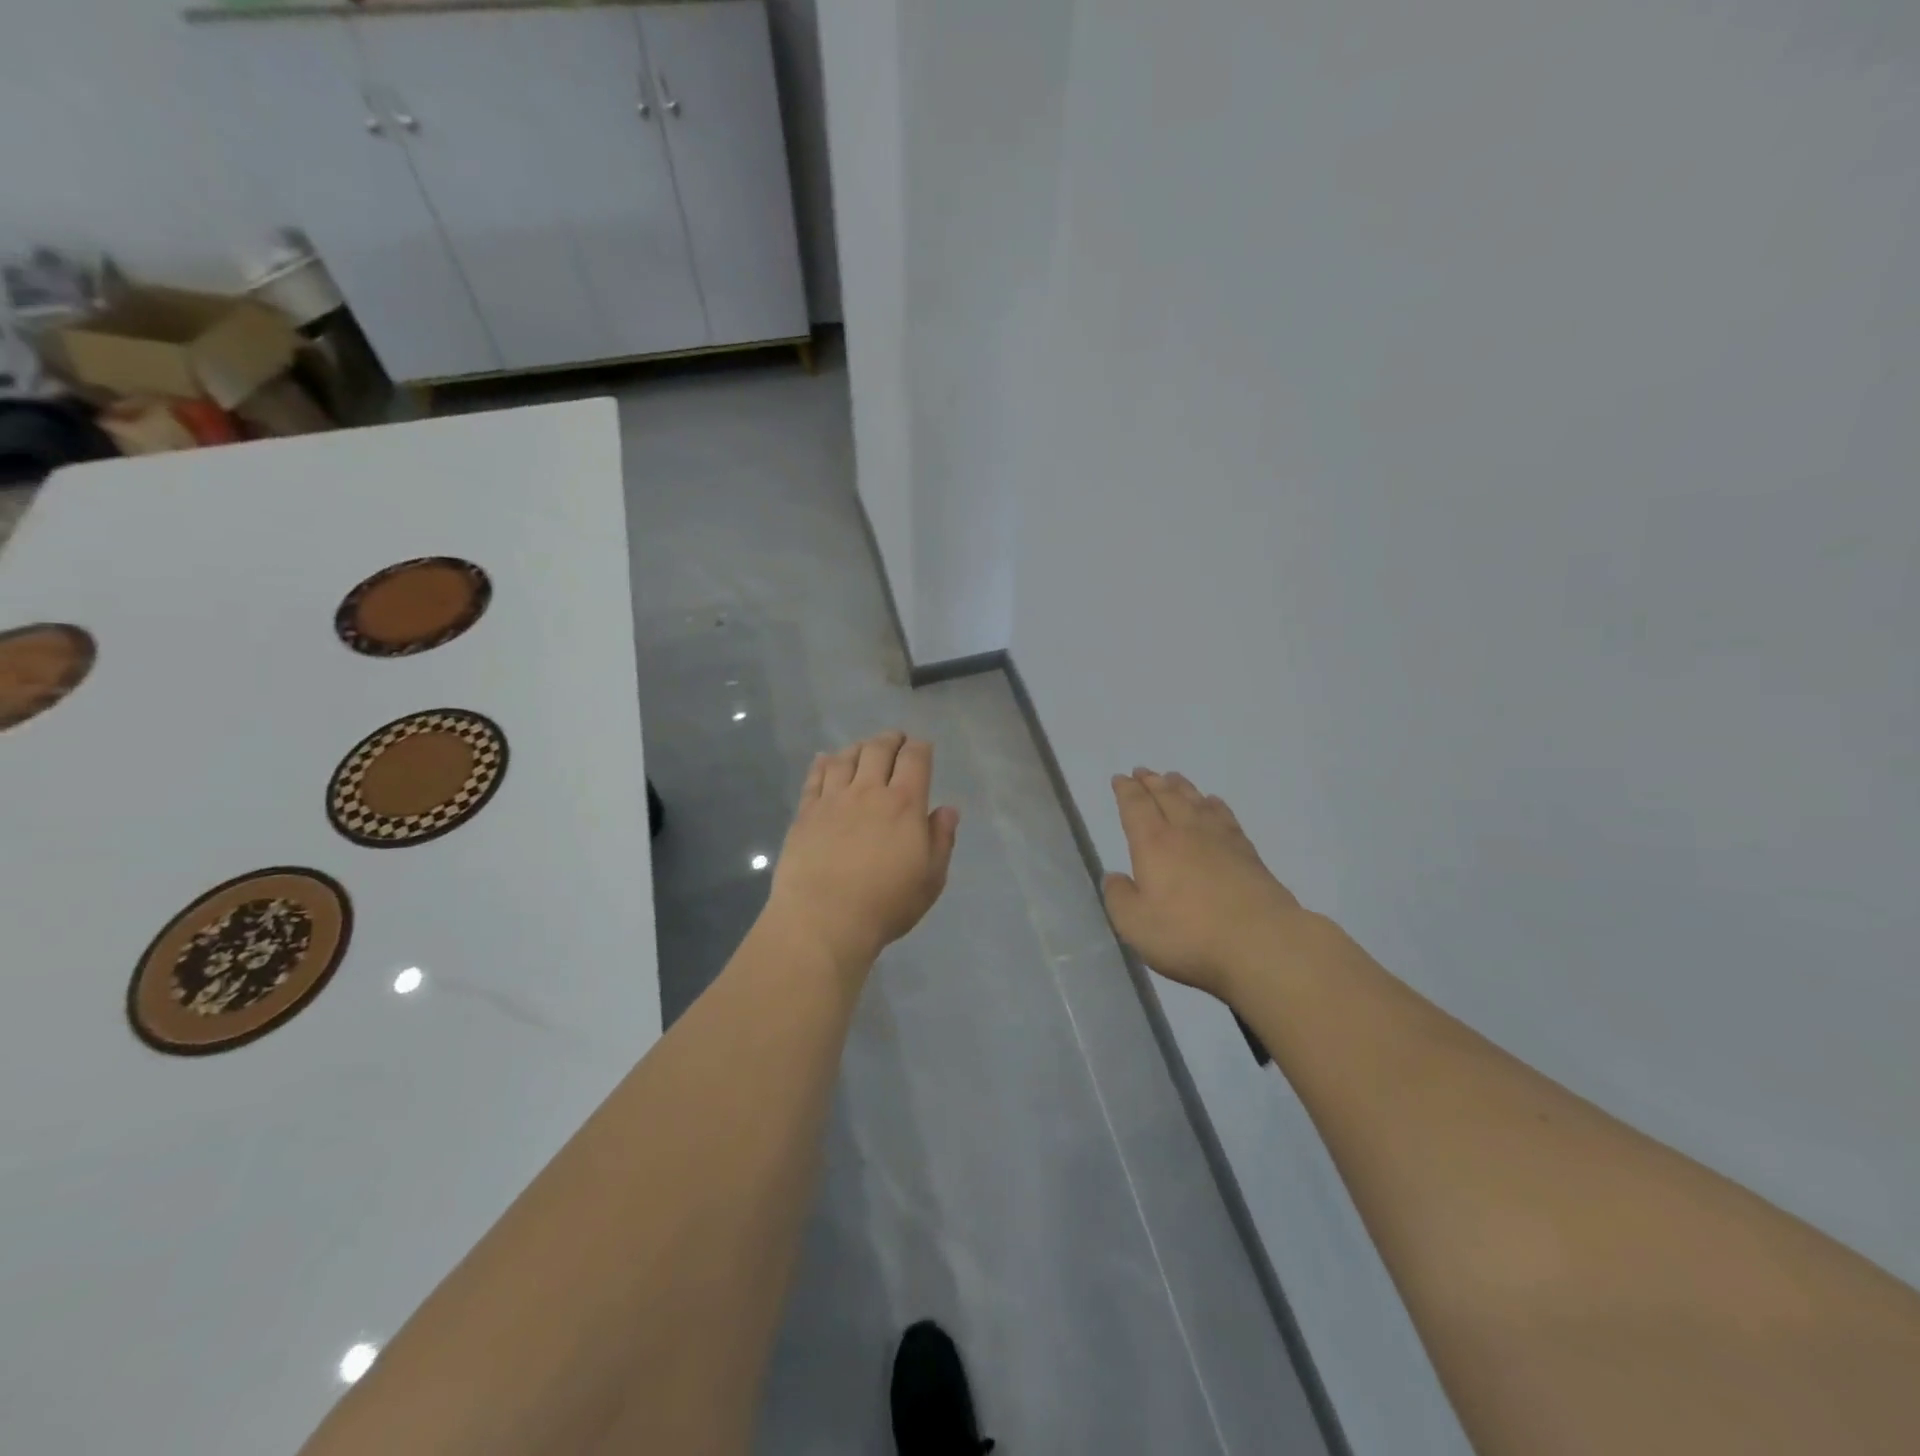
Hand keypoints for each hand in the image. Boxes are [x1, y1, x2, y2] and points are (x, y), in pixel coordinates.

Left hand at [767, 731, 960, 970]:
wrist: (824, 920)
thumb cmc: (886, 903)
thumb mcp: (930, 878)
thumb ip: (941, 839)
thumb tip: (947, 809)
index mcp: (905, 803)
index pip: (915, 758)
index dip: (920, 748)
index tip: (922, 748)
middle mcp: (868, 791)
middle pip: (878, 749)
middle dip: (891, 739)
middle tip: (895, 740)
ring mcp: (833, 799)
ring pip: (845, 758)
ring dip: (858, 747)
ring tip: (863, 749)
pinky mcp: (805, 813)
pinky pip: (815, 777)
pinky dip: (823, 763)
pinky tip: (825, 759)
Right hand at [1103, 769, 1310, 1001]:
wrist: (1262, 943)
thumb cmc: (1189, 934)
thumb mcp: (1135, 924)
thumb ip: (1119, 897)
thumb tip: (1115, 877)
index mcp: (1153, 844)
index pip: (1136, 806)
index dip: (1126, 790)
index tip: (1120, 778)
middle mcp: (1185, 832)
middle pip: (1166, 796)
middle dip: (1151, 782)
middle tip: (1142, 771)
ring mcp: (1220, 839)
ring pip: (1195, 801)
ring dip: (1181, 787)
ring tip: (1172, 777)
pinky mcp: (1248, 853)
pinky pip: (1225, 816)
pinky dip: (1214, 804)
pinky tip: (1213, 803)